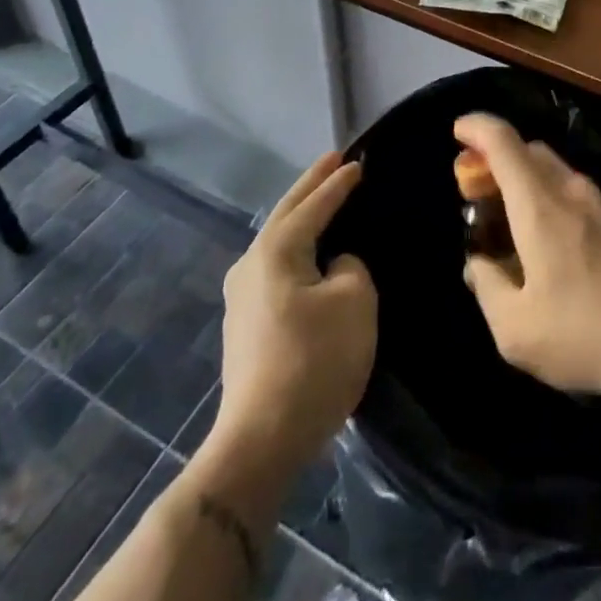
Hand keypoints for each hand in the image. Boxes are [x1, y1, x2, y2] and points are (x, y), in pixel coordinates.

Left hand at [212, 152, 375, 476]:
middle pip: (287, 213)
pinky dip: (296, 246)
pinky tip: (308, 250)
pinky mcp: (245, 324)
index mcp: (276, 249)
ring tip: (323, 197)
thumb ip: (349, 267)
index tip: (358, 161)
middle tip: (334, 160)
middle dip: (311, 185)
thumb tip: (334, 266)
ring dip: (302, 216)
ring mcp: (242, 295)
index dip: (339, 183)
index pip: (315, 205)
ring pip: (278, 239)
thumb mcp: (354, 301)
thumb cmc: (314, 361)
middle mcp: (251, 263)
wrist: (261, 440)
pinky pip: (277, 266)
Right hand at [457, 113, 600, 397]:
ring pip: (563, 175)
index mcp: (539, 206)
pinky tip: (571, 249)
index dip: (476, 128)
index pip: (503, 142)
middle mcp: (574, 191)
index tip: (459, 130)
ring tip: (526, 226)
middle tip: (482, 190)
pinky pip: (590, 200)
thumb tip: (478, 264)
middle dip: (501, 160)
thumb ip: (487, 287)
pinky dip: (567, 207)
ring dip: (535, 185)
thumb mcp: (514, 330)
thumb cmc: (582, 334)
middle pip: (532, 152)